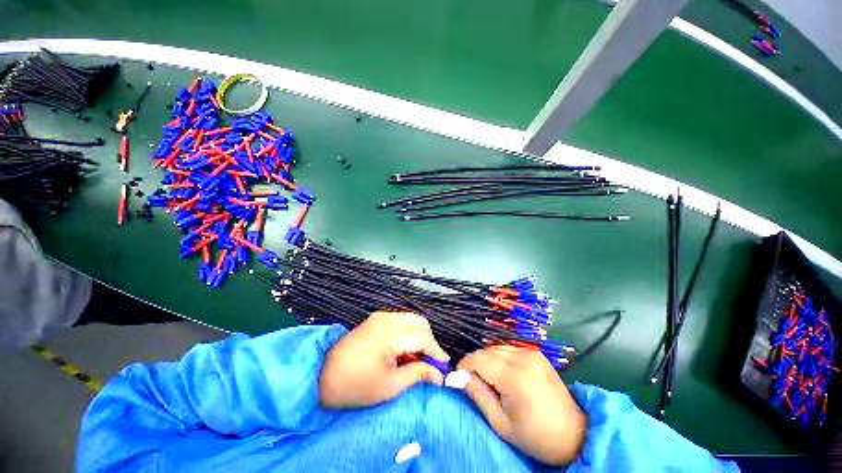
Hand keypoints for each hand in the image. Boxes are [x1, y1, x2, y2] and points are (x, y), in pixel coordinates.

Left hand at [319, 312, 449, 407]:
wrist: (321, 376)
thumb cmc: (356, 385)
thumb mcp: (390, 385)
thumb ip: (418, 374)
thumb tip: (438, 374)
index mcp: (391, 334)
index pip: (424, 338)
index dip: (437, 352)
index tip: (444, 366)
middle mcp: (387, 319)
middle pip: (420, 322)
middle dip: (429, 341)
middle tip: (428, 361)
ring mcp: (380, 316)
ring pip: (410, 319)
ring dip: (418, 335)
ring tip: (415, 357)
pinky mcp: (374, 319)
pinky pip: (399, 320)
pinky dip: (407, 332)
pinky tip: (402, 349)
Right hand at [458, 345, 585, 465]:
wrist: (573, 433)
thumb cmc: (535, 436)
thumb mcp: (500, 423)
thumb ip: (478, 395)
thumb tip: (457, 376)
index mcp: (514, 377)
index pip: (479, 359)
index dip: (464, 365)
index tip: (458, 376)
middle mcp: (523, 358)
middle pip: (486, 351)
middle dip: (475, 363)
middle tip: (474, 382)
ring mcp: (531, 353)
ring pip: (496, 348)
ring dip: (487, 360)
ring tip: (490, 380)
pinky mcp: (535, 353)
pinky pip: (508, 349)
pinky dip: (499, 357)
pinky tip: (504, 374)